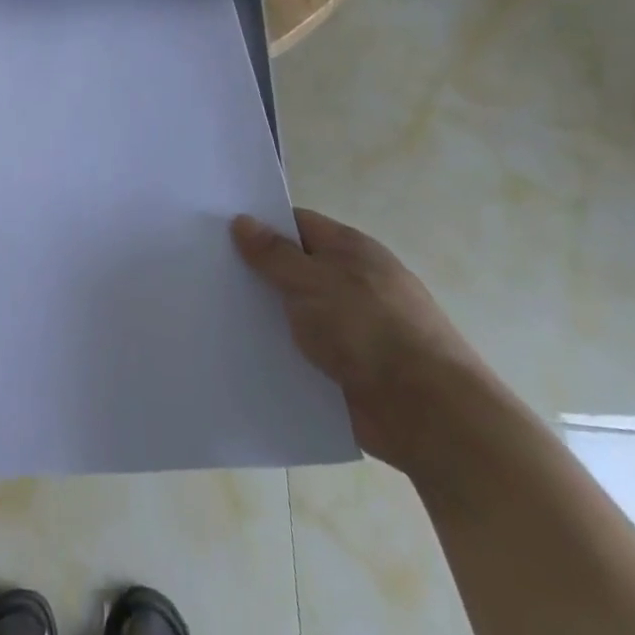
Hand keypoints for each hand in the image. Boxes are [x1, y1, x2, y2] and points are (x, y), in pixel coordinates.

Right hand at [232, 208, 489, 472]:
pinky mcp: (350, 366)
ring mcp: (353, 326)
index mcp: (351, 250)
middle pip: (295, 267)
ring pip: (297, 311)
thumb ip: (274, 254)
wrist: (427, 413)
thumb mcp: (312, 282)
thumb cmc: (369, 329)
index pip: (297, 224)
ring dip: (266, 315)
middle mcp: (354, 282)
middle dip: (257, 272)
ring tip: (214, 312)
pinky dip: (281, 349)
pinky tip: (244, 351)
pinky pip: (305, 349)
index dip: (260, 225)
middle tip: (206, 272)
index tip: (218, 232)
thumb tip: (242, 221)